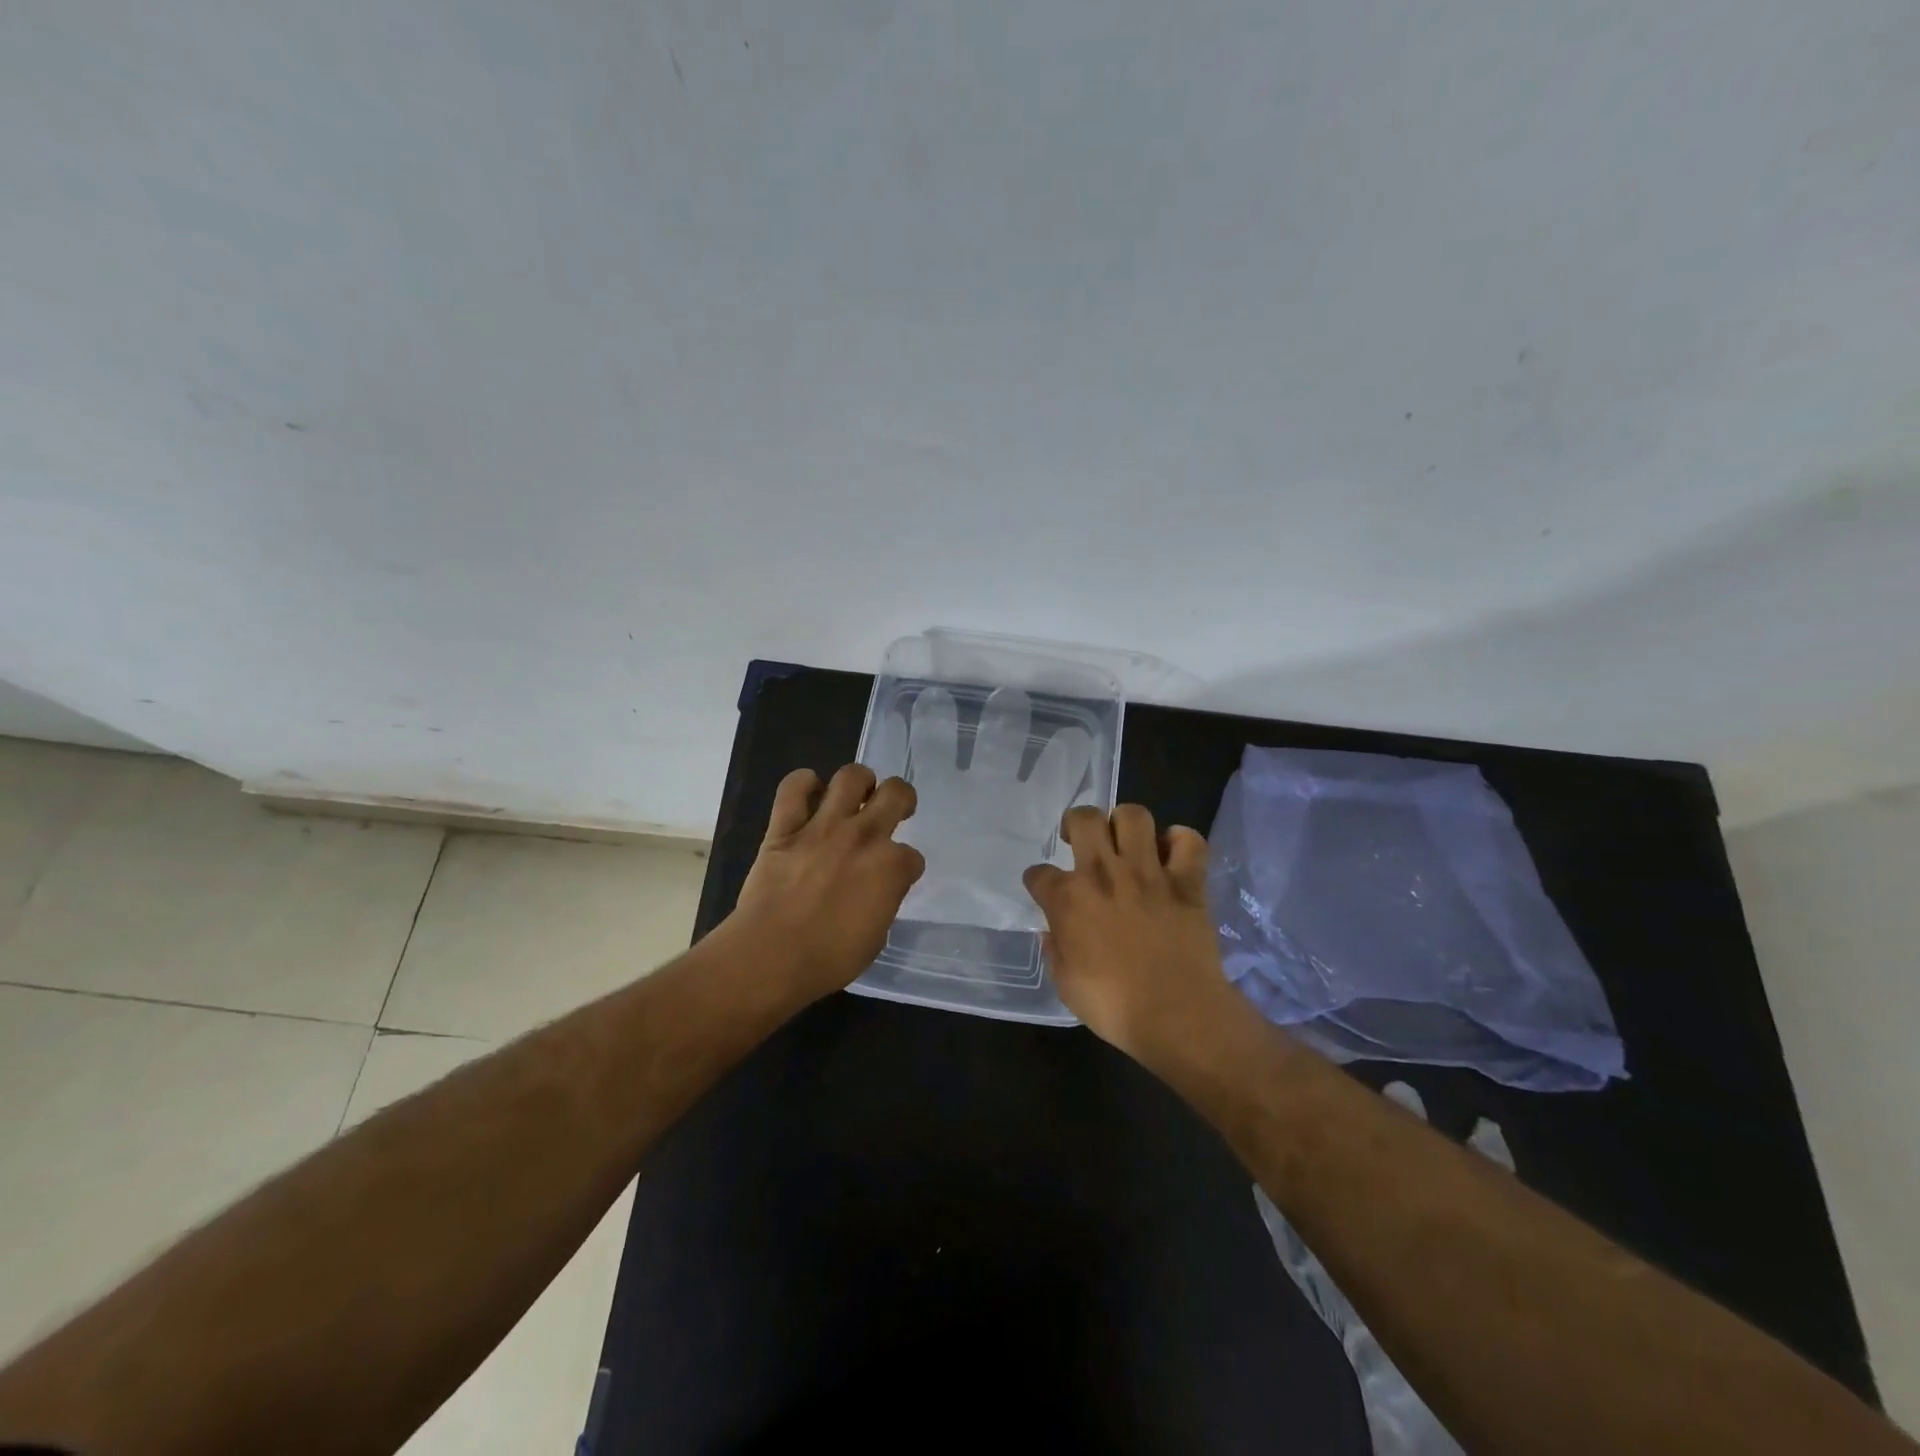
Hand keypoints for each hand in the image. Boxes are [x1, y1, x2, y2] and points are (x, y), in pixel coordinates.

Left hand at [728, 764, 925, 1002]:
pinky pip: (793, 789)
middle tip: (895, 807)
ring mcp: (823, 827)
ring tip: (856, 794)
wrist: (771, 956)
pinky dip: (803, 783)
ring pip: (851, 777)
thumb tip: (877, 891)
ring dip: (860, 781)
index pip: (913, 856)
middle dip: (902, 797)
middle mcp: (863, 837)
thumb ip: (882, 902)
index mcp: (891, 868)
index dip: (906, 867)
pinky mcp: (785, 828)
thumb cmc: (828, 959)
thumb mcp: (875, 938)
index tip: (896, 877)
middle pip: (896, 793)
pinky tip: (810, 789)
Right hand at [1024, 805, 1245, 1064]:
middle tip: (1081, 841)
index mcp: (1068, 899)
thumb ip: (1056, 951)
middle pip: (1084, 819)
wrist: (1176, 1014)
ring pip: (1133, 816)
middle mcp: (1103, 873)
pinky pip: (1188, 841)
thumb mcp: (1065, 984)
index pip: (1038, 873)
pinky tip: (1172, 853)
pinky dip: (1180, 842)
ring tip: (1125, 841)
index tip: (1044, 889)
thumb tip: (1054, 932)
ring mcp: (1147, 872)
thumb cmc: (1114, 1006)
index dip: (1038, 880)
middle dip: (1077, 822)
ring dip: (1125, 823)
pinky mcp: (1186, 881)